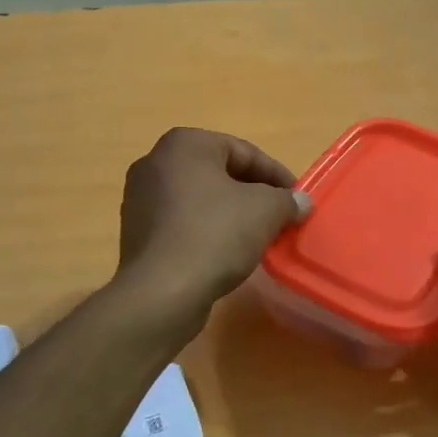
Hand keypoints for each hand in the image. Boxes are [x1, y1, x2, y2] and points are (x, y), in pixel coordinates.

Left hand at [116, 128, 310, 327]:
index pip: (243, 151)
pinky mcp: (136, 233)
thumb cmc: (215, 235)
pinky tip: (225, 253)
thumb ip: (287, 200)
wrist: (161, 291)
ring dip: (229, 213)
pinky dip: (206, 231)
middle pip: (218, 173)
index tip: (296, 198)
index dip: (276, 174)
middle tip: (279, 216)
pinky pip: (181, 223)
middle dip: (252, 193)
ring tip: (256, 237)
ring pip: (199, 199)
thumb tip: (300, 202)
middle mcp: (155, 163)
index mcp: (184, 144)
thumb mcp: (265, 211)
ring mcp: (140, 199)